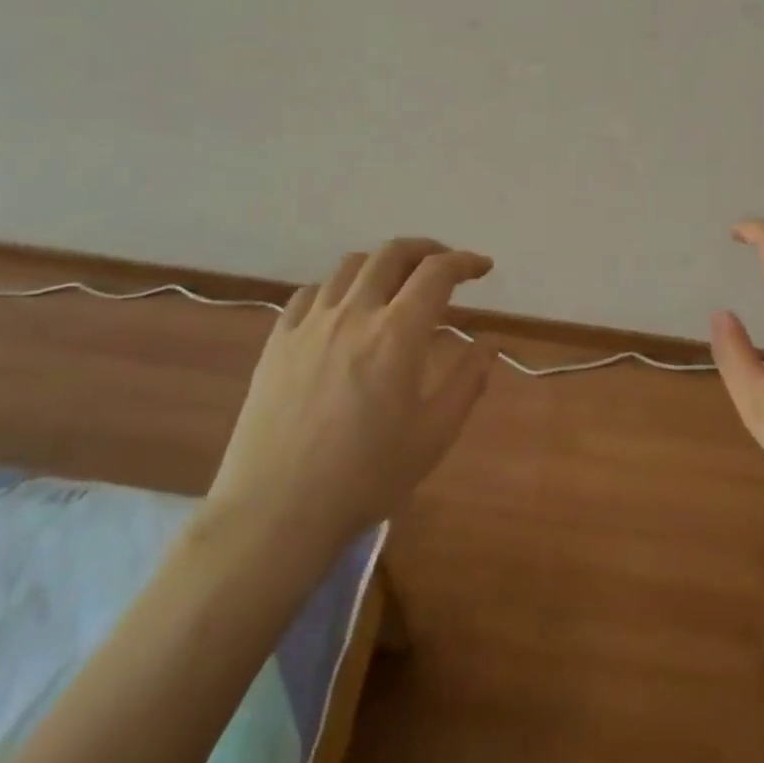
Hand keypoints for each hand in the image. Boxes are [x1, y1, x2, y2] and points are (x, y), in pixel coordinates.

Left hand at [202, 238, 494, 558]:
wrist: (275, 514)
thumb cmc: (365, 478)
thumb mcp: (434, 436)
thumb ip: (468, 382)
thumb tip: (488, 343)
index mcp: (397, 333)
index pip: (437, 272)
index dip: (465, 261)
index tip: (482, 268)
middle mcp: (354, 313)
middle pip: (392, 253)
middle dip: (425, 249)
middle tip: (443, 265)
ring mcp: (310, 324)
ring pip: (350, 266)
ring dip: (382, 264)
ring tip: (395, 283)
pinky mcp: (277, 341)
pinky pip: (309, 293)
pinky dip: (337, 288)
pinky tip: (342, 309)